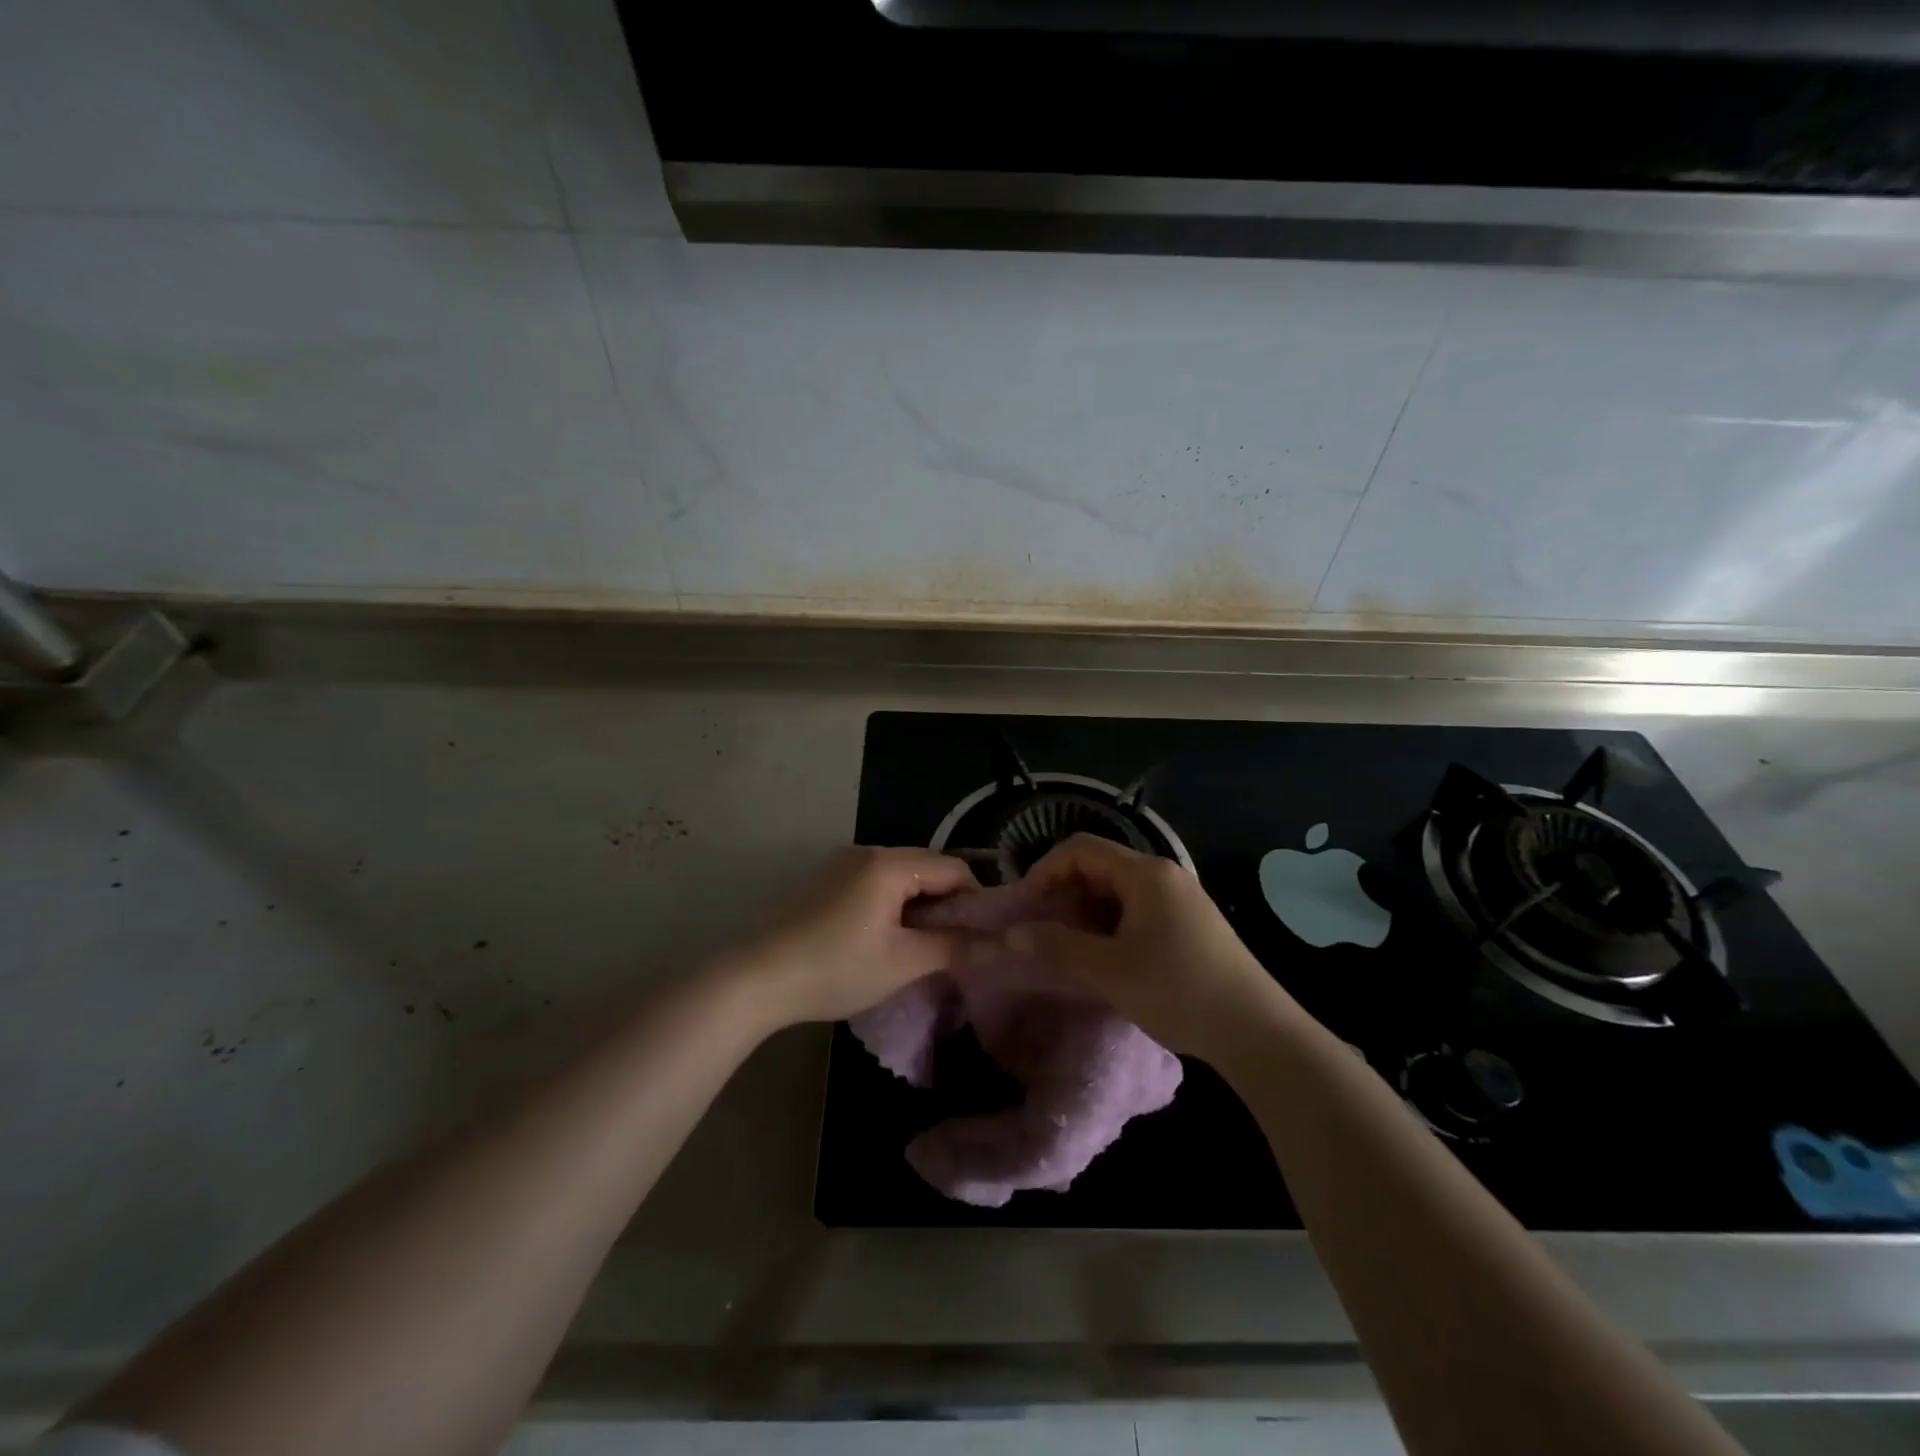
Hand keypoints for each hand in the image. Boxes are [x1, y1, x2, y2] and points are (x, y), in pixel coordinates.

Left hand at [719, 845, 981, 1028]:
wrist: (755, 978)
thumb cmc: (835, 968)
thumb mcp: (903, 962)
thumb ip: (956, 948)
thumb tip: (1003, 944)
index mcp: (890, 863)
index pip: (953, 869)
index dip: (977, 900)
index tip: (984, 936)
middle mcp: (868, 852)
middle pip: (926, 869)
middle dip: (948, 904)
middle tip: (956, 945)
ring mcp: (842, 865)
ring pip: (901, 878)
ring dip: (919, 906)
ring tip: (924, 947)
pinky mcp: (825, 882)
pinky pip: (875, 885)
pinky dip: (893, 906)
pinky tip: (887, 939)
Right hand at [1007, 834, 1302, 1061]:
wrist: (1256, 1031)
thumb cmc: (1179, 990)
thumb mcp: (1110, 970)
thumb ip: (1057, 947)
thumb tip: (1011, 935)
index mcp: (1146, 874)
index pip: (1080, 849)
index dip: (1044, 871)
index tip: (1024, 907)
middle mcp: (1163, 875)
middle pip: (1098, 867)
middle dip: (1062, 894)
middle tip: (1039, 930)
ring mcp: (1179, 899)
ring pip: (1115, 891)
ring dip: (1084, 913)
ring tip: (1065, 948)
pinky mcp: (1187, 923)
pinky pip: (1134, 910)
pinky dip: (1108, 925)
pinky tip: (1101, 958)